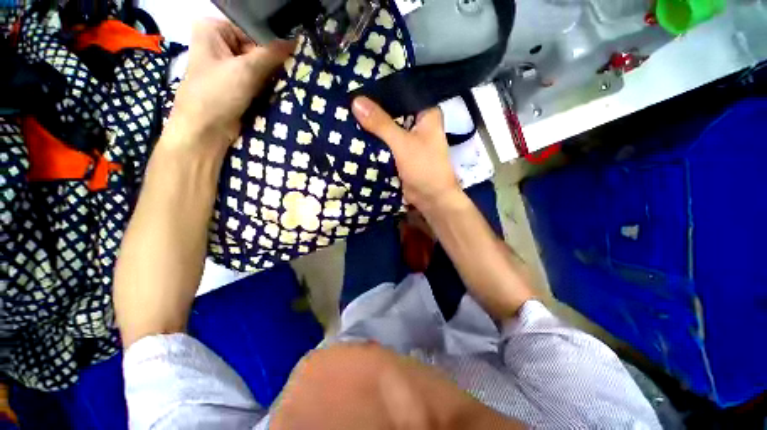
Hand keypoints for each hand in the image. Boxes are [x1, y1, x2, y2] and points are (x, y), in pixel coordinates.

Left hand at [164, 19, 293, 156]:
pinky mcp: (239, 84)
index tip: (295, 52)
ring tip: (292, 80)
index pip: (252, 29)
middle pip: (257, 47)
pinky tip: (284, 88)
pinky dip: (271, 84)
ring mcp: (230, 65)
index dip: (274, 41)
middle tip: (296, 68)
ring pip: (261, 65)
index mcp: (214, 29)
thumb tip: (297, 40)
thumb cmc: (216, 94)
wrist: (206, 131)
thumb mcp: (245, 70)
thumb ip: (272, 54)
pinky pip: (260, 79)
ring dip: (275, 74)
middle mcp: (221, 43)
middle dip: (275, 60)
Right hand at [352, 97, 461, 211]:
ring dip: (373, 126)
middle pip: (394, 111)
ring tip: (348, 113)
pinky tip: (357, 135)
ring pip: (389, 128)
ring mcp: (410, 140)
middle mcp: (419, 124)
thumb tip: (356, 101)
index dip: (382, 89)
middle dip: (374, 109)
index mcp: (427, 113)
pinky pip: (387, 143)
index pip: (403, 92)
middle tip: (348, 99)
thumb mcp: (402, 143)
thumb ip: (381, 123)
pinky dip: (375, 141)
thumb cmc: (424, 168)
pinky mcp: (402, 154)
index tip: (359, 84)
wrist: (431, 199)